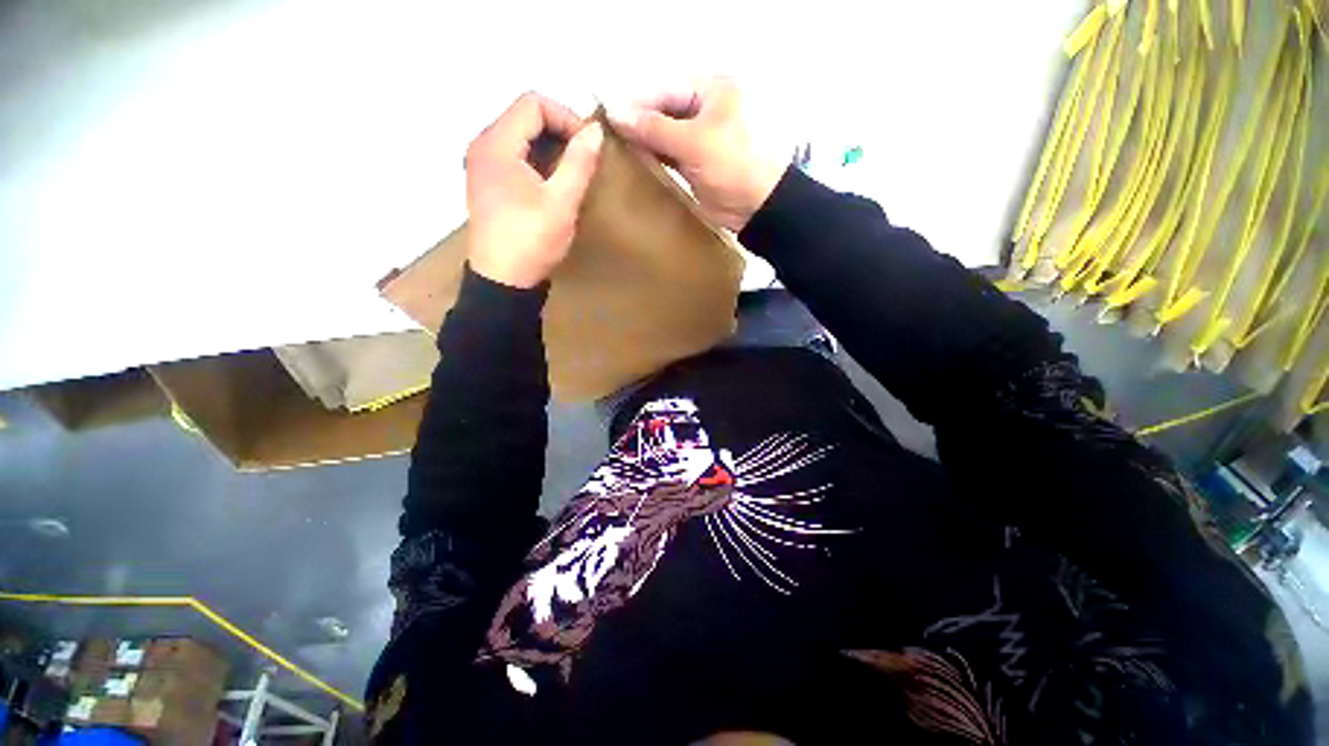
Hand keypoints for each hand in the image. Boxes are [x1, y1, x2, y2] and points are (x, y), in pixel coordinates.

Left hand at [465, 93, 602, 288]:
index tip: (589, 145)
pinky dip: (536, 160)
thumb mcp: (561, 202)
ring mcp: (481, 165)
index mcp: (496, 143)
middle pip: (523, 116)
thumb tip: (595, 130)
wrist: (503, 281)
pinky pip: (513, 156)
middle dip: (559, 130)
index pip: (532, 103)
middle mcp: (482, 145)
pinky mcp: (486, 183)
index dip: (566, 116)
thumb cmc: (531, 240)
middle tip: (584, 157)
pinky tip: (551, 183)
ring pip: (519, 136)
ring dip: (549, 146)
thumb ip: (579, 162)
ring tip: (572, 171)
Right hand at [609, 78, 784, 231]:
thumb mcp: (695, 143)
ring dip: (643, 143)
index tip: (607, 119)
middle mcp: (703, 109)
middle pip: (662, 111)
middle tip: (608, 139)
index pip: (664, 90)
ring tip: (615, 151)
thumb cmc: (733, 165)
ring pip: (663, 134)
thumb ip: (655, 128)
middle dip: (638, 124)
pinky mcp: (695, 163)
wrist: (757, 207)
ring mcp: (698, 138)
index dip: (636, 104)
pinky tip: (634, 164)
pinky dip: (653, 159)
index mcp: (711, 90)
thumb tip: (615, 113)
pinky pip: (668, 155)